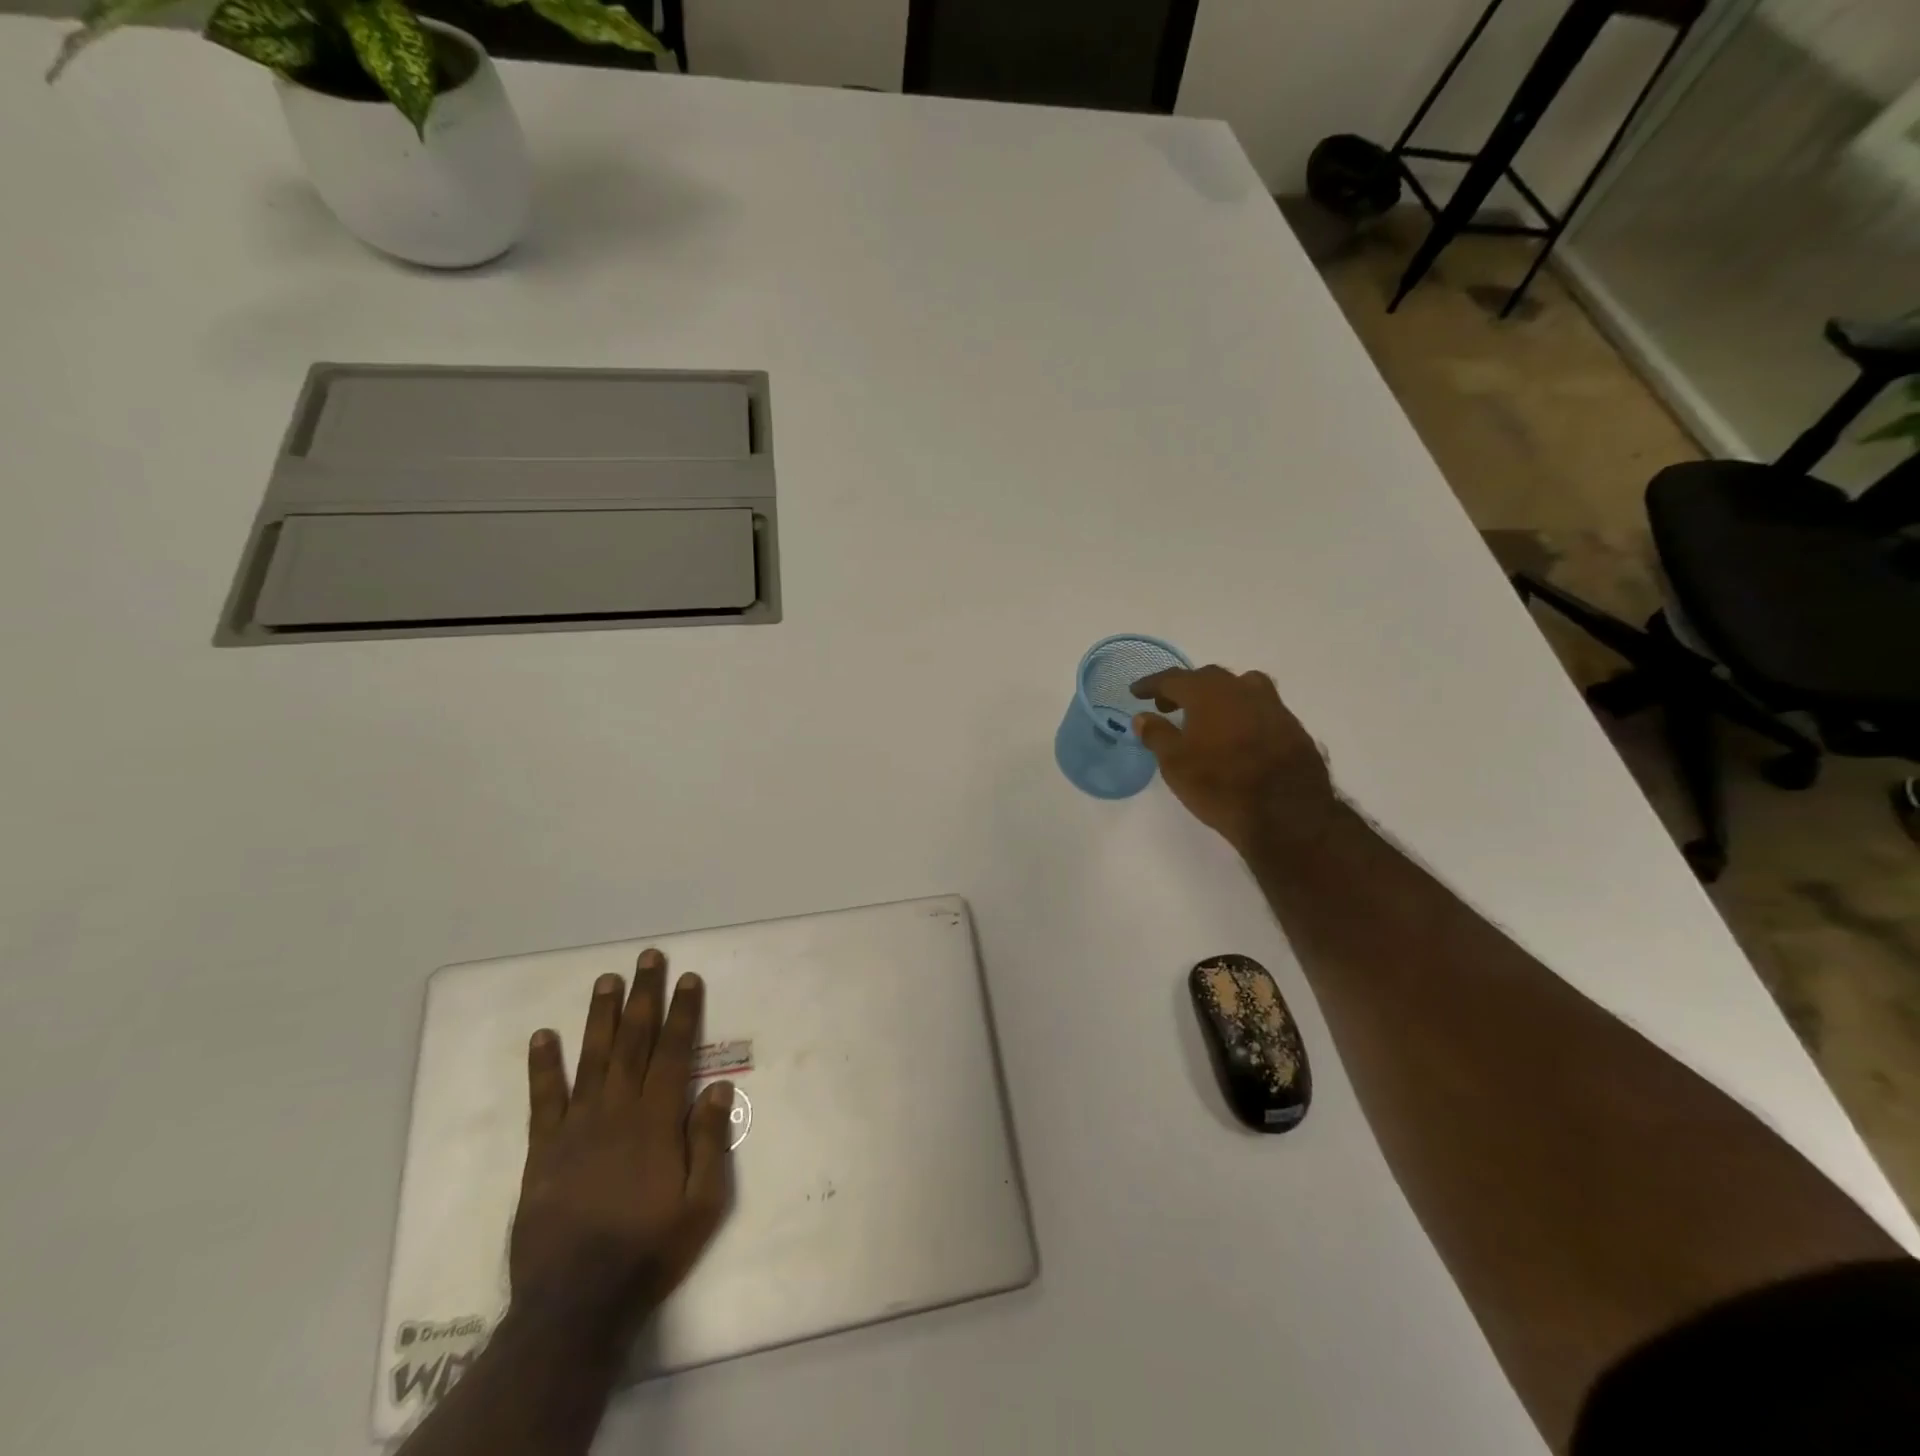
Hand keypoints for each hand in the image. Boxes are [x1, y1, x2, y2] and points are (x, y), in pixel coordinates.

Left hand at [510, 950, 734, 1332]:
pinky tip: (543, 1036)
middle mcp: (617, 1111)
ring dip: (600, 1016)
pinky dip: (544, 1066)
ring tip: (606, 979)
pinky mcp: (543, 1150)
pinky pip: (544, 1099)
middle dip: (644, 996)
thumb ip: (709, 1142)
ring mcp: (577, 1127)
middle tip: (647, 958)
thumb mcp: (702, 1204)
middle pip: (634, 1041)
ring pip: (592, 1058)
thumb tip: (718, 1086)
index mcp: (657, 1121)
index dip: (683, 1012)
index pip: (675, 1052)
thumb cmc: (649, 1250)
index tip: (689, 978)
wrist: (575, 1304)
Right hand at [1131, 665, 1338, 866]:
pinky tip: (1237, 736)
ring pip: (1240, 688)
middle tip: (1167, 706)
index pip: (1173, 679)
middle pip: (1207, 678)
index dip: (1152, 684)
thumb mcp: (1175, 764)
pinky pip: (1260, 708)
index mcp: (1208, 693)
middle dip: (1184, 689)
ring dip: (1218, 696)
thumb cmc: (1220, 786)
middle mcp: (1242, 689)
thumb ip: (1157, 734)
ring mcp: (1273, 706)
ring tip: (1207, 717)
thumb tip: (1143, 716)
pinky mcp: (1293, 727)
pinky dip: (1242, 714)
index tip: (1137, 692)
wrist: (1287, 815)